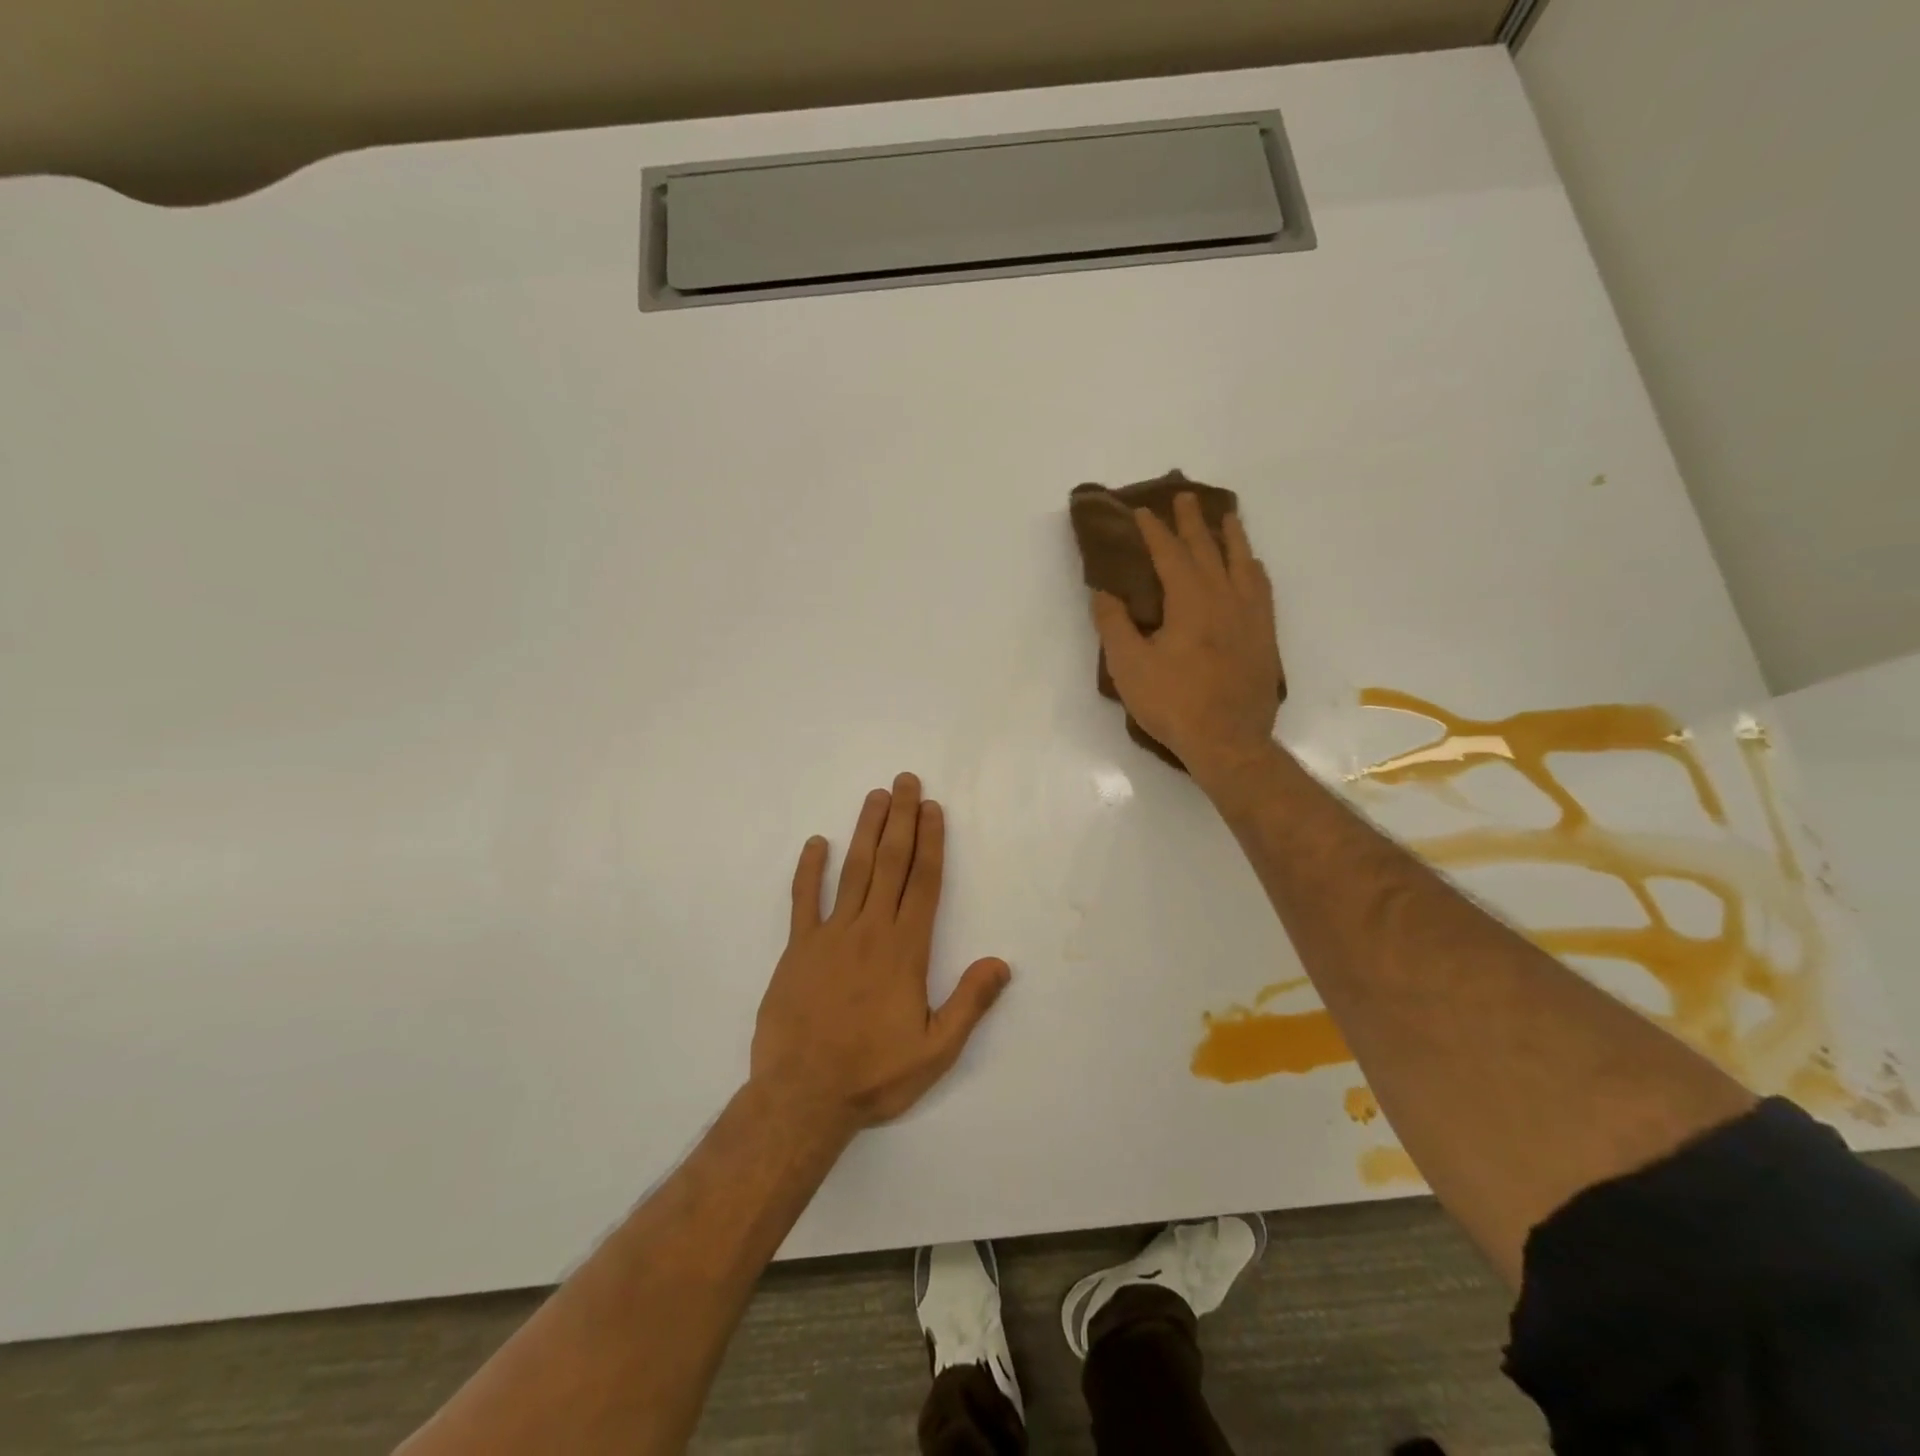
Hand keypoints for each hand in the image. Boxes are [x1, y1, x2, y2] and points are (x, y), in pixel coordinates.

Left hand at [751, 773, 1010, 1137]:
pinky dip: (808, 870)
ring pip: (852, 871)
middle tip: (905, 781)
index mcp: (905, 951)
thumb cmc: (874, 1075)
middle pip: (890, 864)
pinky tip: (815, 843)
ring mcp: (830, 936)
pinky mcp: (797, 949)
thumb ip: (969, 1003)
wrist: (802, 1097)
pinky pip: (803, 900)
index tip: (932, 808)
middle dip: (901, 820)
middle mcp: (870, 931)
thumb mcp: (935, 1051)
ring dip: (865, 831)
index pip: (924, 883)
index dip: (930, 842)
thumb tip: (1001, 963)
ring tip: (875, 797)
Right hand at [1091, 493, 1283, 788]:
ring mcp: (1250, 615)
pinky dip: (1252, 568)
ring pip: (1242, 562)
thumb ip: (1114, 624)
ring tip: (1226, 517)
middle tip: (1184, 496)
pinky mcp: (1264, 635)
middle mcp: (1225, 597)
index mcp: (1190, 600)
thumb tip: (1104, 591)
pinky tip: (1251, 566)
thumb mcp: (1129, 666)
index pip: (1170, 554)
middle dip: (1192, 522)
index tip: (1142, 511)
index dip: (1155, 531)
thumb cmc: (1173, 703)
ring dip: (1231, 536)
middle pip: (1208, 549)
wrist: (1229, 740)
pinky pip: (1261, 587)